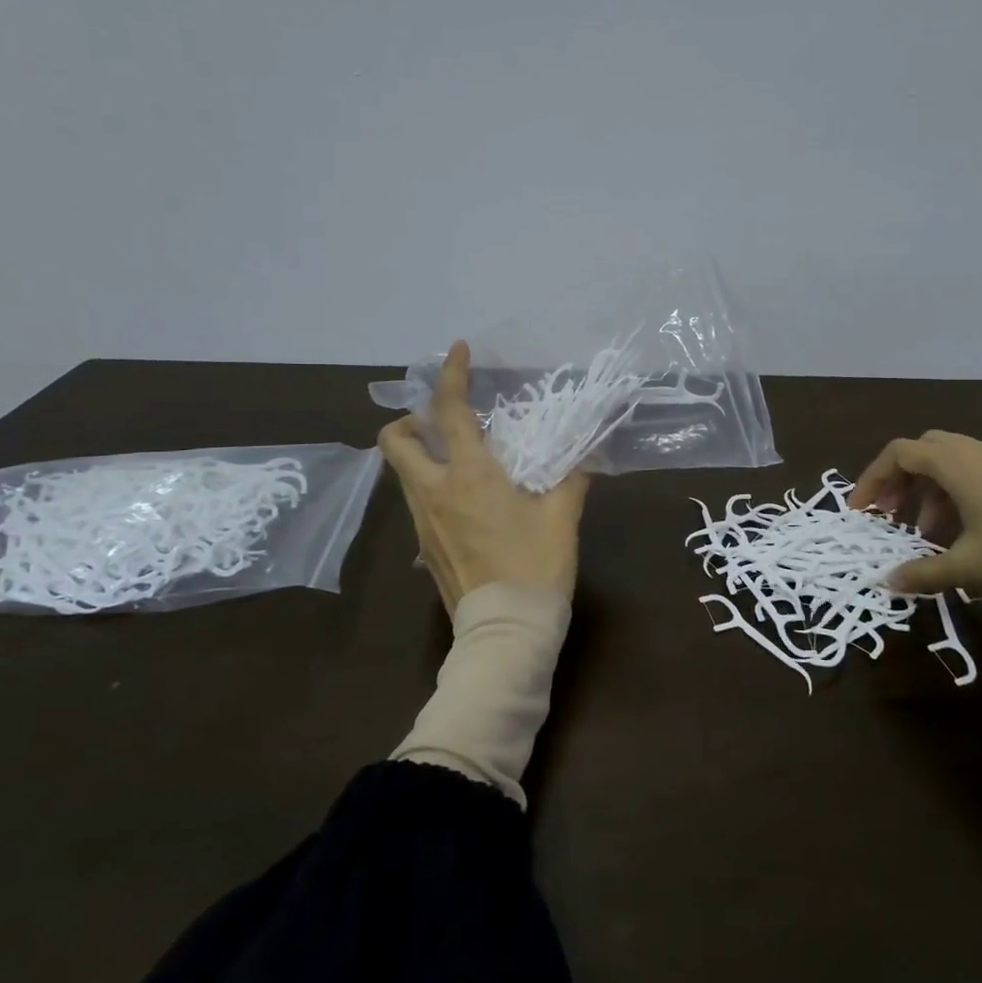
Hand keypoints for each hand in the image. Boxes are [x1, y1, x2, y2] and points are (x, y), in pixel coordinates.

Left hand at [377, 341, 588, 612]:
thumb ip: (572, 477)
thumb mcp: (562, 516)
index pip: (448, 411)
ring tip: (462, 460)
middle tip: (443, 422)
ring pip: (404, 473)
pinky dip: (433, 487)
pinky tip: (468, 504)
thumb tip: (585, 452)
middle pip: (395, 441)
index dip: (451, 375)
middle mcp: (435, 491)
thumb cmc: (536, 566)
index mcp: (470, 475)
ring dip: (422, 454)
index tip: (457, 351)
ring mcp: (423, 522)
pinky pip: (418, 503)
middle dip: (410, 420)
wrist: (506, 631)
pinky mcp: (424, 548)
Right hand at [849, 431, 981, 601]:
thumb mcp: (966, 567)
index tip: (862, 510)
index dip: (874, 478)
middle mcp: (981, 452)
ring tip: (926, 532)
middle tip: (891, 514)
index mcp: (960, 465)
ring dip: (929, 489)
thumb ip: (921, 572)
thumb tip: (886, 582)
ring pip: (952, 461)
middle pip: (925, 450)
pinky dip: (956, 491)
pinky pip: (977, 470)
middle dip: (901, 480)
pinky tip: (962, 529)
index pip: (901, 453)